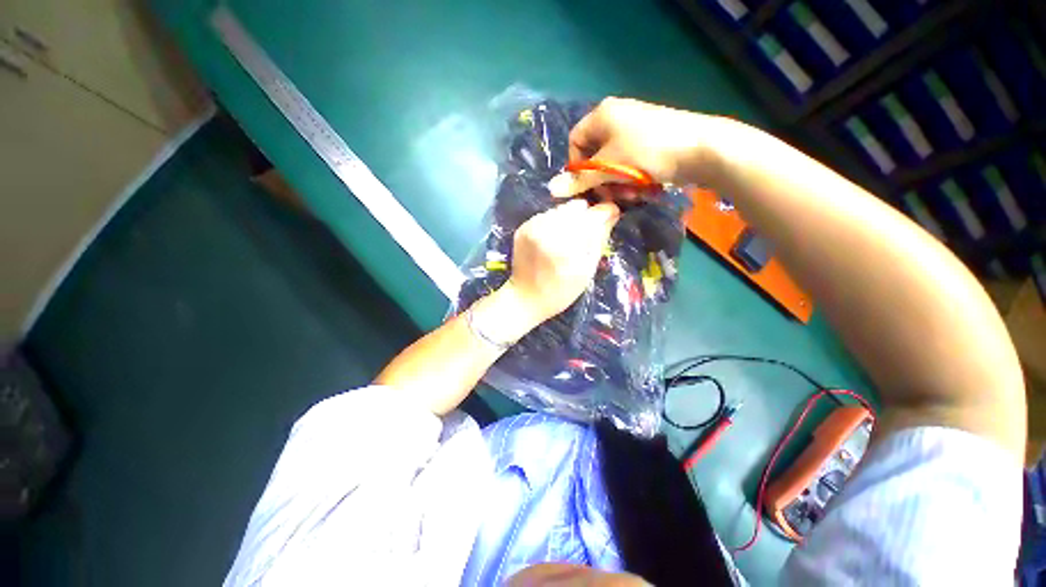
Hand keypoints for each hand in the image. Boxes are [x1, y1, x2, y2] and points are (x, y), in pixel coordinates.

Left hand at [502, 199, 619, 323]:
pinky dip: (553, 222)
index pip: (593, 215)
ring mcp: (533, 227)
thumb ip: (599, 239)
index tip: (611, 214)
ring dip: (569, 218)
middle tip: (586, 232)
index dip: (605, 212)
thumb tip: (611, 214)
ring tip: (568, 237)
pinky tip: (553, 238)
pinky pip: (546, 214)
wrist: (526, 298)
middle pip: (577, 207)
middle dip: (585, 216)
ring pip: (561, 209)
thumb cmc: (561, 291)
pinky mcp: (523, 228)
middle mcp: (549, 230)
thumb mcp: (587, 270)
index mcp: (568, 245)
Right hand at [549, 97, 719, 197]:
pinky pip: (630, 163)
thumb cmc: (648, 152)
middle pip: (595, 155)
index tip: (586, 186)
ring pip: (613, 163)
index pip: (575, 141)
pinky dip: (632, 178)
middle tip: (610, 196)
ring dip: (617, 183)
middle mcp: (617, 117)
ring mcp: (636, 129)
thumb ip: (580, 179)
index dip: (576, 166)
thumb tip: (551, 189)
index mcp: (603, 115)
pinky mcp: (651, 141)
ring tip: (631, 194)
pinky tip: (643, 188)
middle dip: (601, 180)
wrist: (701, 149)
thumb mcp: (609, 167)